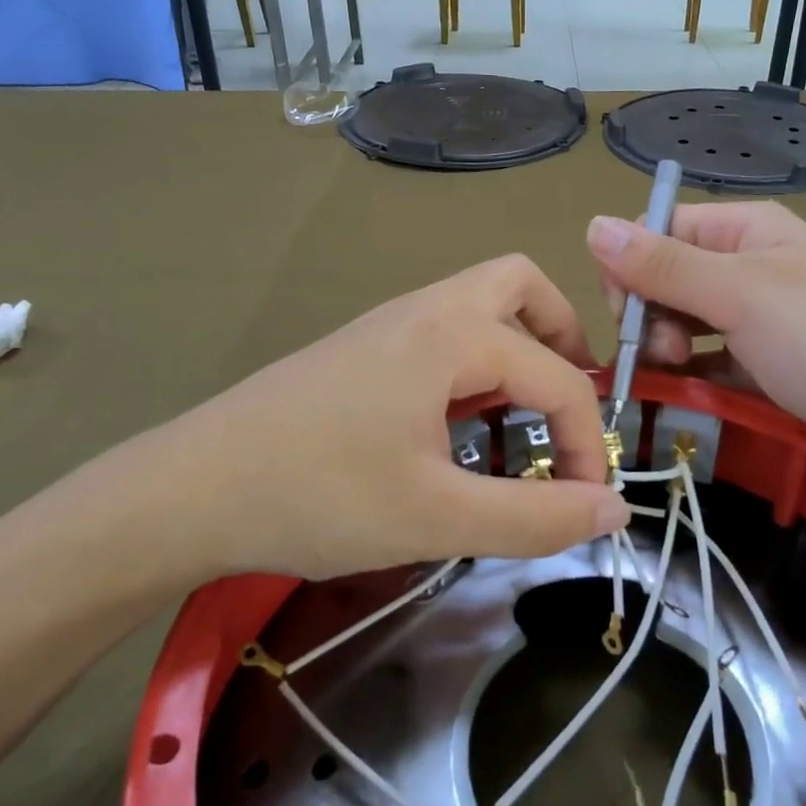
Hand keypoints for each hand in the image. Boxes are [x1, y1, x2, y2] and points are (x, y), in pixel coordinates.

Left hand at [44, 255, 629, 598]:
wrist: (191, 490)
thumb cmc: (319, 497)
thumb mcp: (439, 518)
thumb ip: (536, 518)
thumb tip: (614, 512)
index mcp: (454, 333)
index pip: (559, 378)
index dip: (585, 442)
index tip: (582, 504)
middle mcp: (427, 308)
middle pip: (521, 287)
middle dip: (562, 340)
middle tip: (567, 408)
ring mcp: (388, 324)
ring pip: (479, 307)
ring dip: (517, 352)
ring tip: (520, 424)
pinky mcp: (362, 349)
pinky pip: (443, 335)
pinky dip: (475, 367)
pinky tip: (457, 430)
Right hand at [587, 203, 805, 495]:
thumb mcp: (740, 295)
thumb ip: (663, 265)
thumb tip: (592, 225)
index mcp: (746, 230)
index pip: (659, 231)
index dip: (630, 268)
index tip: (626, 315)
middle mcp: (751, 265)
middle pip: (668, 278)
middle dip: (650, 314)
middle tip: (662, 352)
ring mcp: (763, 318)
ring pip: (687, 324)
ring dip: (667, 349)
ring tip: (677, 376)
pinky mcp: (772, 366)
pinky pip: (713, 362)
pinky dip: (694, 376)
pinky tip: (687, 395)